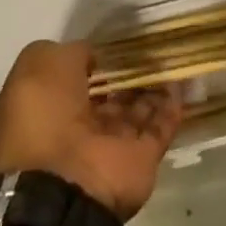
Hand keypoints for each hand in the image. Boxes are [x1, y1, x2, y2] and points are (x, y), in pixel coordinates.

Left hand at [0, 40, 182, 221]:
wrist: (61, 186)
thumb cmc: (44, 116)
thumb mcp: (42, 63)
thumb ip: (72, 53)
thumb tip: (93, 56)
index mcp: (50, 107)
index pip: (78, 78)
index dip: (97, 59)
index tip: (118, 40)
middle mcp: (79, 128)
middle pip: (110, 95)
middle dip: (128, 74)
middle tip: (152, 45)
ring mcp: (111, 146)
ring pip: (137, 110)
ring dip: (153, 88)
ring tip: (173, 57)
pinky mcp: (140, 161)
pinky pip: (159, 128)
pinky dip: (172, 107)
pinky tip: (183, 82)